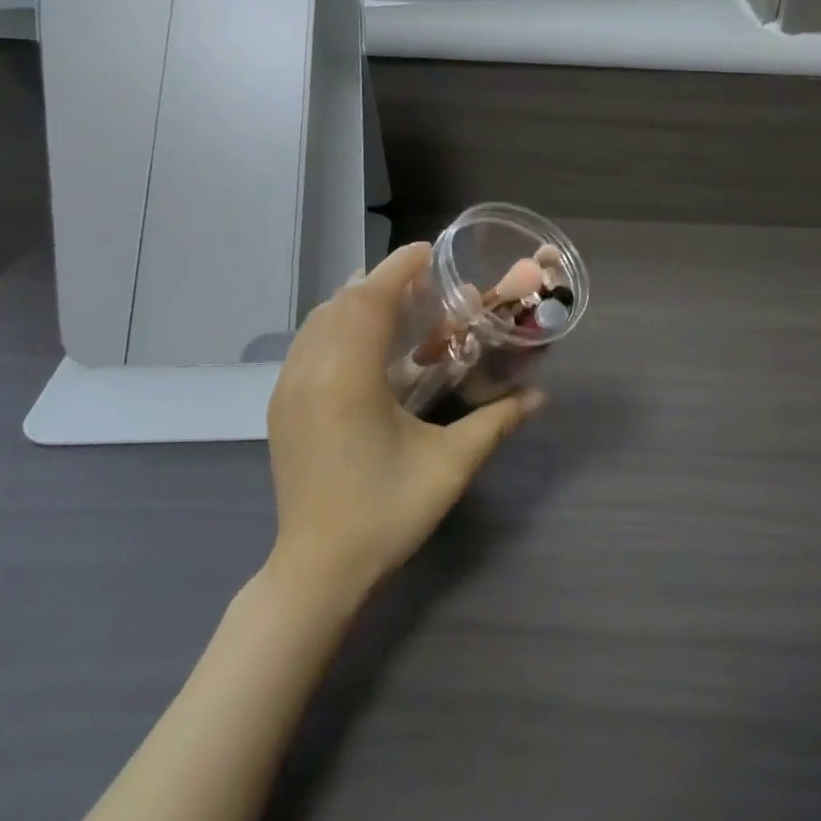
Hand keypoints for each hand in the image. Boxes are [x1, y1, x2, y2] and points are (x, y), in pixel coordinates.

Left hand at [266, 243, 542, 603]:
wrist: (318, 569)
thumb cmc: (387, 512)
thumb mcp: (450, 465)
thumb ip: (497, 422)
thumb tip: (540, 396)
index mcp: (347, 378)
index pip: (368, 300)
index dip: (397, 269)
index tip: (428, 251)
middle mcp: (309, 372)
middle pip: (341, 303)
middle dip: (380, 281)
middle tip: (423, 281)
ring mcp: (288, 389)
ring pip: (318, 322)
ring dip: (355, 302)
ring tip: (395, 305)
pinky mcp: (280, 407)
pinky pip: (306, 345)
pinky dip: (335, 326)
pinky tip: (362, 344)